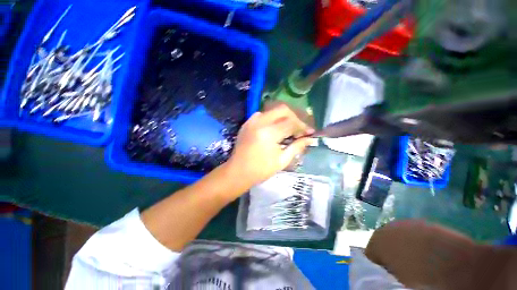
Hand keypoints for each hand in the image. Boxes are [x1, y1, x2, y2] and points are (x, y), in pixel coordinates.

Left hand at [225, 104, 314, 188]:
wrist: (237, 172)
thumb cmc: (260, 170)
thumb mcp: (282, 161)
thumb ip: (297, 147)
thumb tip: (310, 139)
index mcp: (269, 133)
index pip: (291, 123)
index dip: (303, 127)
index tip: (310, 133)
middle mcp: (260, 122)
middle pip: (283, 110)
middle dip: (294, 117)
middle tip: (300, 129)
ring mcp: (252, 121)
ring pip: (273, 110)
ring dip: (284, 117)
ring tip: (290, 129)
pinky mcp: (248, 123)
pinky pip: (264, 114)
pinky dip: (273, 119)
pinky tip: (276, 128)